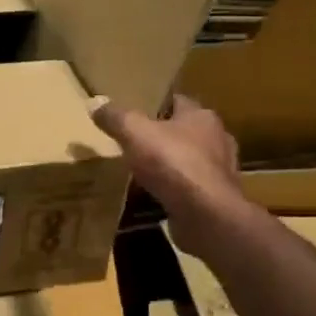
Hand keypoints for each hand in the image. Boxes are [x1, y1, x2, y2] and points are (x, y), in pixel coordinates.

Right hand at [91, 94, 243, 259]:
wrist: (206, 214)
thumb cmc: (172, 163)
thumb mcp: (134, 133)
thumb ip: (115, 117)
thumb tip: (94, 102)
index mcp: (201, 116)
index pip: (179, 101)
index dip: (159, 104)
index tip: (139, 111)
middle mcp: (217, 139)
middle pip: (187, 131)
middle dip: (166, 136)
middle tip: (139, 142)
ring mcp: (220, 171)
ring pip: (192, 160)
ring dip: (172, 164)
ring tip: (146, 171)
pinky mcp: (217, 199)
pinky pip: (191, 188)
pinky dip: (176, 190)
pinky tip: (157, 196)